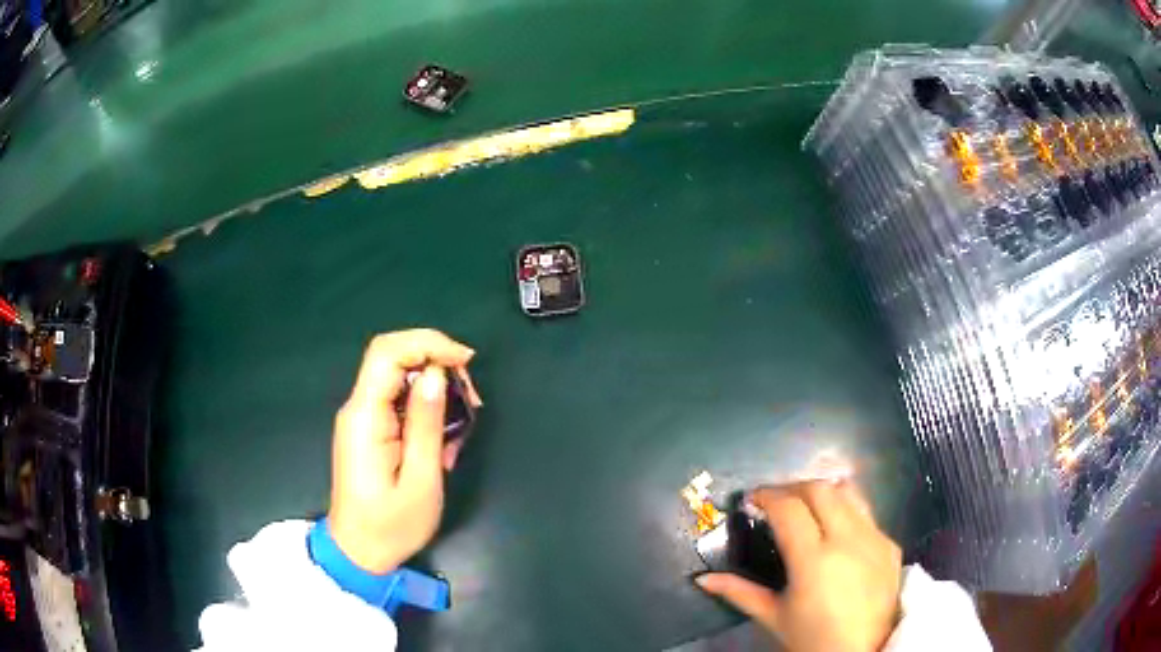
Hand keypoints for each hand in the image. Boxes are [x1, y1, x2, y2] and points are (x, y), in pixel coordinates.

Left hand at [328, 329, 480, 572]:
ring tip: (462, 428)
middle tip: (473, 398)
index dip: (428, 343)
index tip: (466, 361)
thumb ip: (426, 424)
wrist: (359, 552)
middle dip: (437, 364)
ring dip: (436, 391)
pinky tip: (444, 441)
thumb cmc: (391, 525)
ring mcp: (362, 418)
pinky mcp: (369, 430)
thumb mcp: (421, 480)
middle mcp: (358, 408)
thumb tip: (436, 374)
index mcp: (365, 416)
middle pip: (394, 358)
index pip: (388, 352)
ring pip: (400, 378)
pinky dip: (426, 410)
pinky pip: (399, 401)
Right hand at [697, 480, 901, 651]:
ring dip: (822, 493)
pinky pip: (867, 514)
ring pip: (848, 492)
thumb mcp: (773, 617)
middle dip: (792, 488)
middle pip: (819, 490)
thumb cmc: (812, 639)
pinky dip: (846, 512)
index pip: (789, 508)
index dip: (766, 496)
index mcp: (813, 560)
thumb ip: (739, 592)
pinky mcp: (891, 544)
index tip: (752, 500)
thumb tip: (703, 579)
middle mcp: (848, 540)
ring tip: (807, 508)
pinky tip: (837, 533)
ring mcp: (874, 538)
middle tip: (775, 502)